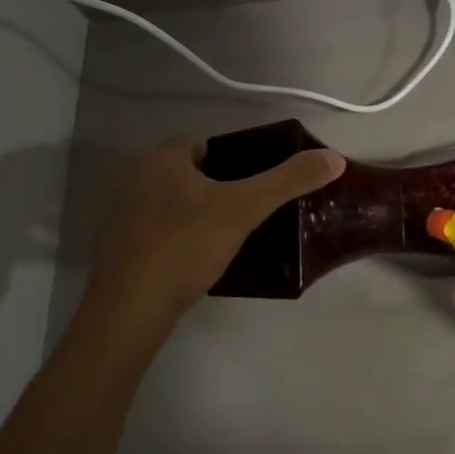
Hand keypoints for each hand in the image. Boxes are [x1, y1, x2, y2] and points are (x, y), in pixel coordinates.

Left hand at [88, 138, 344, 316]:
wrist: (129, 309)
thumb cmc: (185, 245)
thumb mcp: (244, 208)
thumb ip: (288, 181)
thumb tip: (334, 158)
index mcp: (162, 159)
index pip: (205, 144)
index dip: (235, 159)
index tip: (258, 183)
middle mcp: (137, 178)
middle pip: (191, 174)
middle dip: (219, 188)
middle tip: (251, 211)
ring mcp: (124, 216)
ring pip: (175, 204)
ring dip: (200, 215)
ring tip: (232, 237)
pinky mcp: (121, 250)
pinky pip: (161, 234)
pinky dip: (182, 241)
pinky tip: (201, 262)